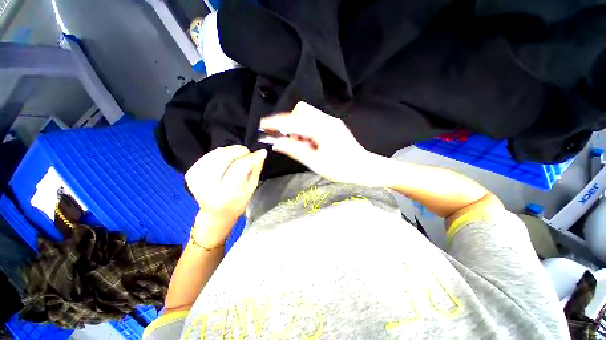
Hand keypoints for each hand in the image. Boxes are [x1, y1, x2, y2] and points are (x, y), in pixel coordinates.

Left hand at [185, 145, 266, 247]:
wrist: (215, 213)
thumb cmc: (238, 202)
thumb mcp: (251, 188)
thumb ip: (256, 169)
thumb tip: (261, 152)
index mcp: (227, 193)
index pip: (239, 167)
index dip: (251, 157)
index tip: (260, 153)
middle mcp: (208, 186)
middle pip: (224, 158)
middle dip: (238, 151)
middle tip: (247, 152)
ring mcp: (196, 179)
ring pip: (216, 154)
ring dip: (229, 150)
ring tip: (238, 155)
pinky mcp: (190, 173)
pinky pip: (208, 155)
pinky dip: (219, 153)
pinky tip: (226, 158)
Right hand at [260, 101, 382, 185]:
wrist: (364, 168)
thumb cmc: (341, 168)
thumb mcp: (315, 162)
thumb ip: (295, 150)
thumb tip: (277, 143)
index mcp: (321, 128)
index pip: (293, 120)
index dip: (276, 122)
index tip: (263, 125)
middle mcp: (326, 120)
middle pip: (301, 110)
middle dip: (290, 123)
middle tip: (292, 141)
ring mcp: (331, 122)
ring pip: (307, 116)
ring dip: (299, 128)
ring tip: (304, 146)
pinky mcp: (333, 126)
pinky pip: (314, 122)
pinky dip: (307, 131)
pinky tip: (311, 144)